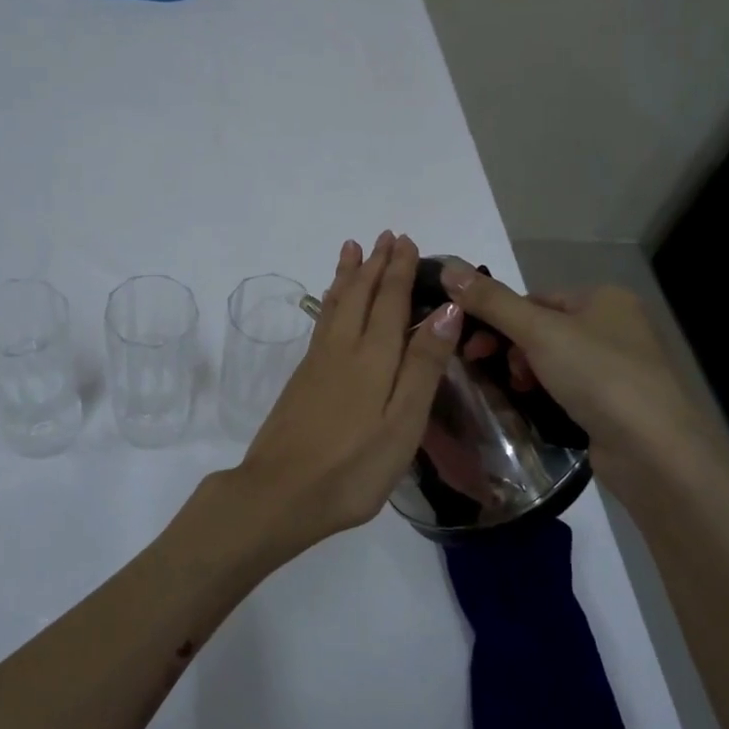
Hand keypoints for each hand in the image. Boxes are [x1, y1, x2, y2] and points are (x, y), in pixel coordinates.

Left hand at [191, 232, 462, 564]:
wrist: (280, 493)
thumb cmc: (353, 467)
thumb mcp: (403, 421)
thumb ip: (423, 364)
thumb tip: (448, 308)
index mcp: (373, 357)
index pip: (390, 301)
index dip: (400, 270)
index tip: (407, 241)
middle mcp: (343, 349)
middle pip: (360, 295)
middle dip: (375, 264)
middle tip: (385, 235)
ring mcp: (317, 363)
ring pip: (336, 304)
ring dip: (348, 275)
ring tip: (353, 249)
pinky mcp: (302, 379)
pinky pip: (322, 322)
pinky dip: (330, 300)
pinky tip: (331, 303)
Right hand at [439, 265, 728, 503]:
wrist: (655, 452)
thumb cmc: (598, 376)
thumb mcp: (539, 331)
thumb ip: (492, 301)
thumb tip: (447, 266)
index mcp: (604, 298)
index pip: (535, 298)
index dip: (499, 317)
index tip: (473, 344)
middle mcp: (615, 327)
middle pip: (542, 329)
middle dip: (510, 348)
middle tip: (485, 367)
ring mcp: (618, 369)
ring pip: (552, 362)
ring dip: (526, 373)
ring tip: (517, 391)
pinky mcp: (615, 406)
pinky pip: (567, 390)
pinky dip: (545, 396)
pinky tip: (533, 409)